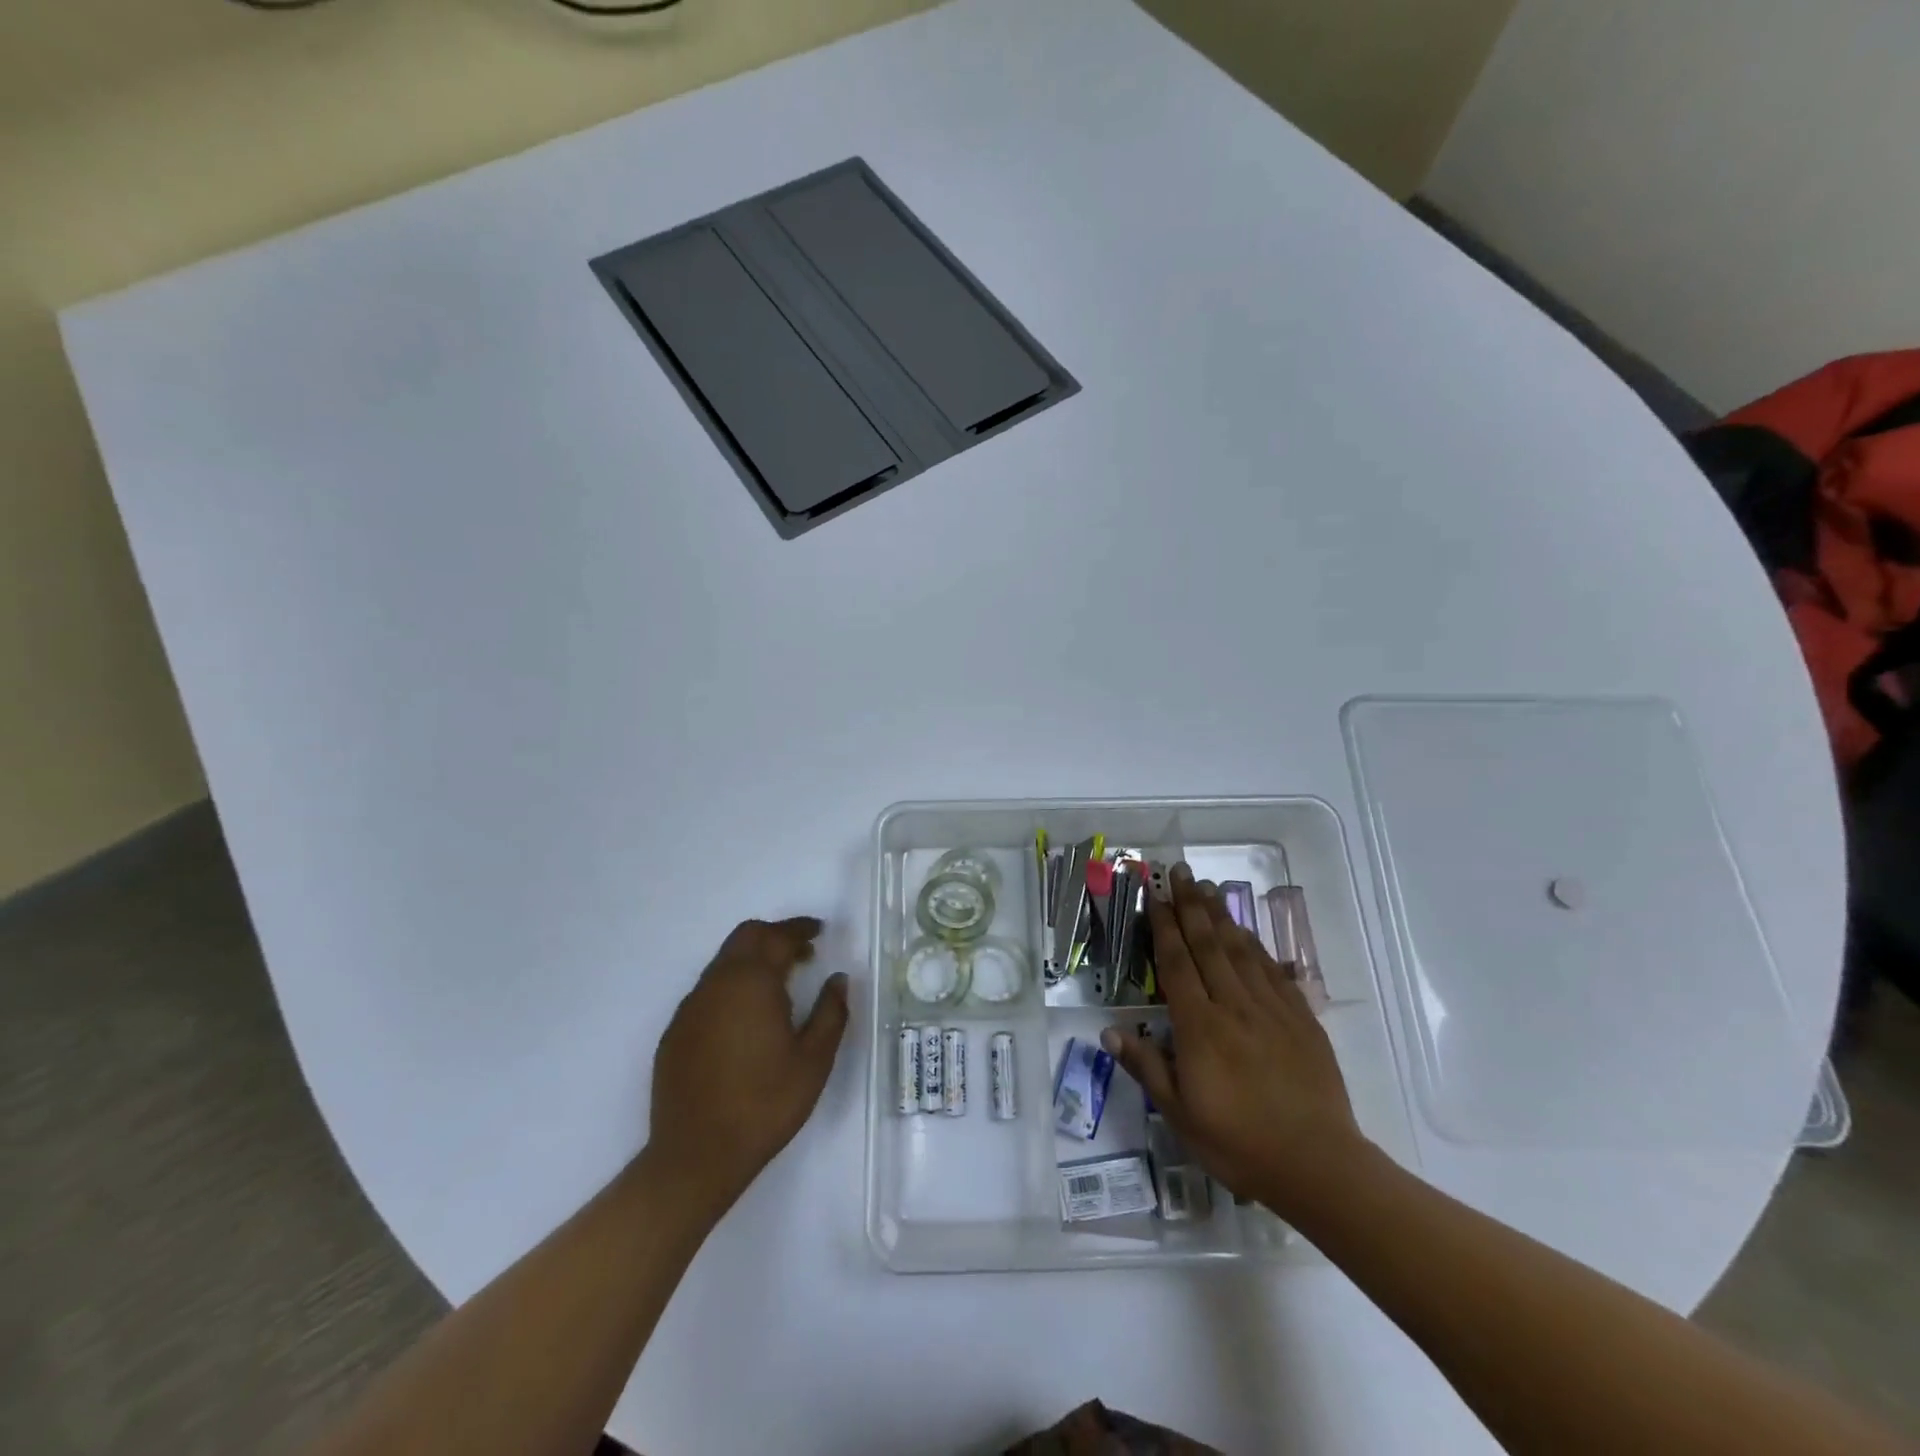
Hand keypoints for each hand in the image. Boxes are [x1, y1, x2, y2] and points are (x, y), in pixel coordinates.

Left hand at [647, 917, 848, 1216]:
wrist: (696, 1156)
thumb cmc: (765, 1104)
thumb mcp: (814, 1060)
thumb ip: (831, 1012)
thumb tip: (838, 979)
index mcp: (752, 982)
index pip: (777, 937)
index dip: (800, 929)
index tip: (819, 931)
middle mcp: (717, 983)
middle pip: (745, 938)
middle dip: (774, 936)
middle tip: (802, 952)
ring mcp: (690, 1007)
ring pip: (723, 963)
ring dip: (752, 960)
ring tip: (779, 985)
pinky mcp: (675, 1032)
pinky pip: (708, 991)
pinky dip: (732, 986)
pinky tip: (746, 1018)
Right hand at [1102, 864, 1366, 1216]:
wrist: (1319, 1165)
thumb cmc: (1239, 1143)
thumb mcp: (1180, 1115)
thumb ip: (1147, 1067)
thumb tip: (1109, 1031)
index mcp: (1201, 1027)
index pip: (1177, 964)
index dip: (1164, 927)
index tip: (1155, 896)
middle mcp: (1234, 1006)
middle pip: (1208, 945)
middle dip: (1192, 905)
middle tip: (1181, 872)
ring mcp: (1271, 1010)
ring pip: (1241, 951)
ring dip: (1222, 916)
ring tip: (1209, 889)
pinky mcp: (1301, 1020)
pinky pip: (1273, 972)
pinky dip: (1256, 946)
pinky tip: (1247, 933)